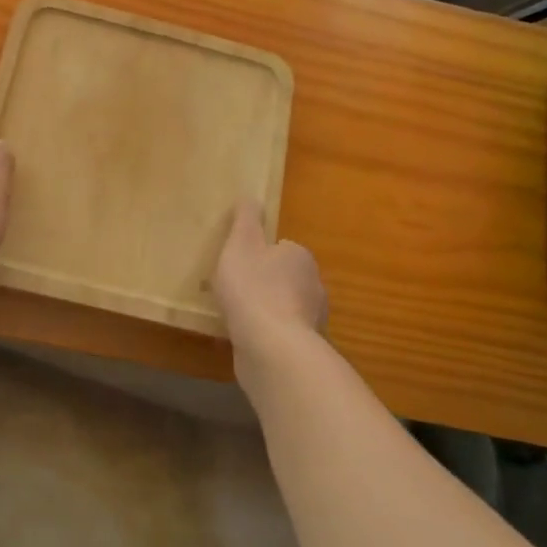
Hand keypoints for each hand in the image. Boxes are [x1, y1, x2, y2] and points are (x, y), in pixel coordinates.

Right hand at [212, 199, 326, 382]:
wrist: (272, 349)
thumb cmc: (254, 288)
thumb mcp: (241, 243)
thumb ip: (246, 219)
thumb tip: (250, 197)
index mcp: (300, 257)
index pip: (281, 249)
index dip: (258, 255)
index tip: (238, 264)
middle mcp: (314, 286)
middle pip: (285, 279)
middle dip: (263, 284)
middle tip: (233, 290)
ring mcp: (312, 321)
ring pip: (283, 309)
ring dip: (265, 312)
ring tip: (234, 317)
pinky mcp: (303, 350)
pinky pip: (280, 336)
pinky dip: (266, 336)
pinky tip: (244, 340)